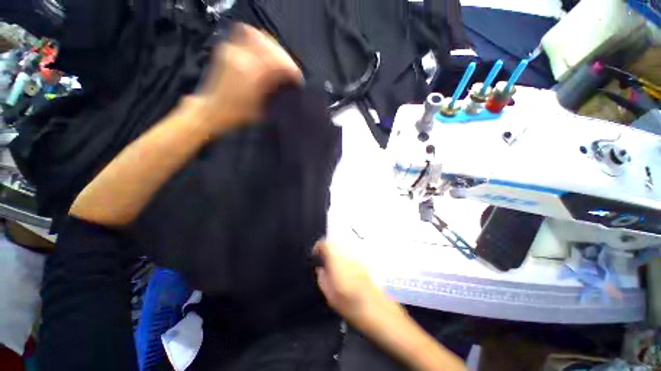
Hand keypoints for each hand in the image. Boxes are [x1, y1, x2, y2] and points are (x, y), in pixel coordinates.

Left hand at [193, 23, 301, 134]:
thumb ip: (274, 90)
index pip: (281, 63)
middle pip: (273, 48)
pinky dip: (259, 40)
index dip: (293, 70)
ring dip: (274, 48)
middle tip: (290, 71)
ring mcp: (233, 50)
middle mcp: (243, 58)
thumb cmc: (239, 114)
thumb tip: (286, 80)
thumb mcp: (262, 108)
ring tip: (279, 60)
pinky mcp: (227, 48)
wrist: (213, 109)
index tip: (298, 79)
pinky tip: (263, 50)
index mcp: (254, 75)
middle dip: (286, 59)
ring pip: (261, 37)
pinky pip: (247, 34)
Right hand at [314, 241, 393, 322]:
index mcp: (338, 263)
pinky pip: (351, 253)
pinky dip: (345, 257)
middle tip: (324, 263)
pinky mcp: (364, 261)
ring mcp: (358, 257)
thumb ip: (323, 280)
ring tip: (334, 267)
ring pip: (343, 247)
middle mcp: (348, 256)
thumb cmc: (354, 308)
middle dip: (327, 250)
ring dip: (336, 253)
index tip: (316, 256)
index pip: (325, 244)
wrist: (380, 312)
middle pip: (334, 244)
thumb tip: (320, 270)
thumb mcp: (332, 298)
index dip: (318, 247)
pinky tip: (346, 271)